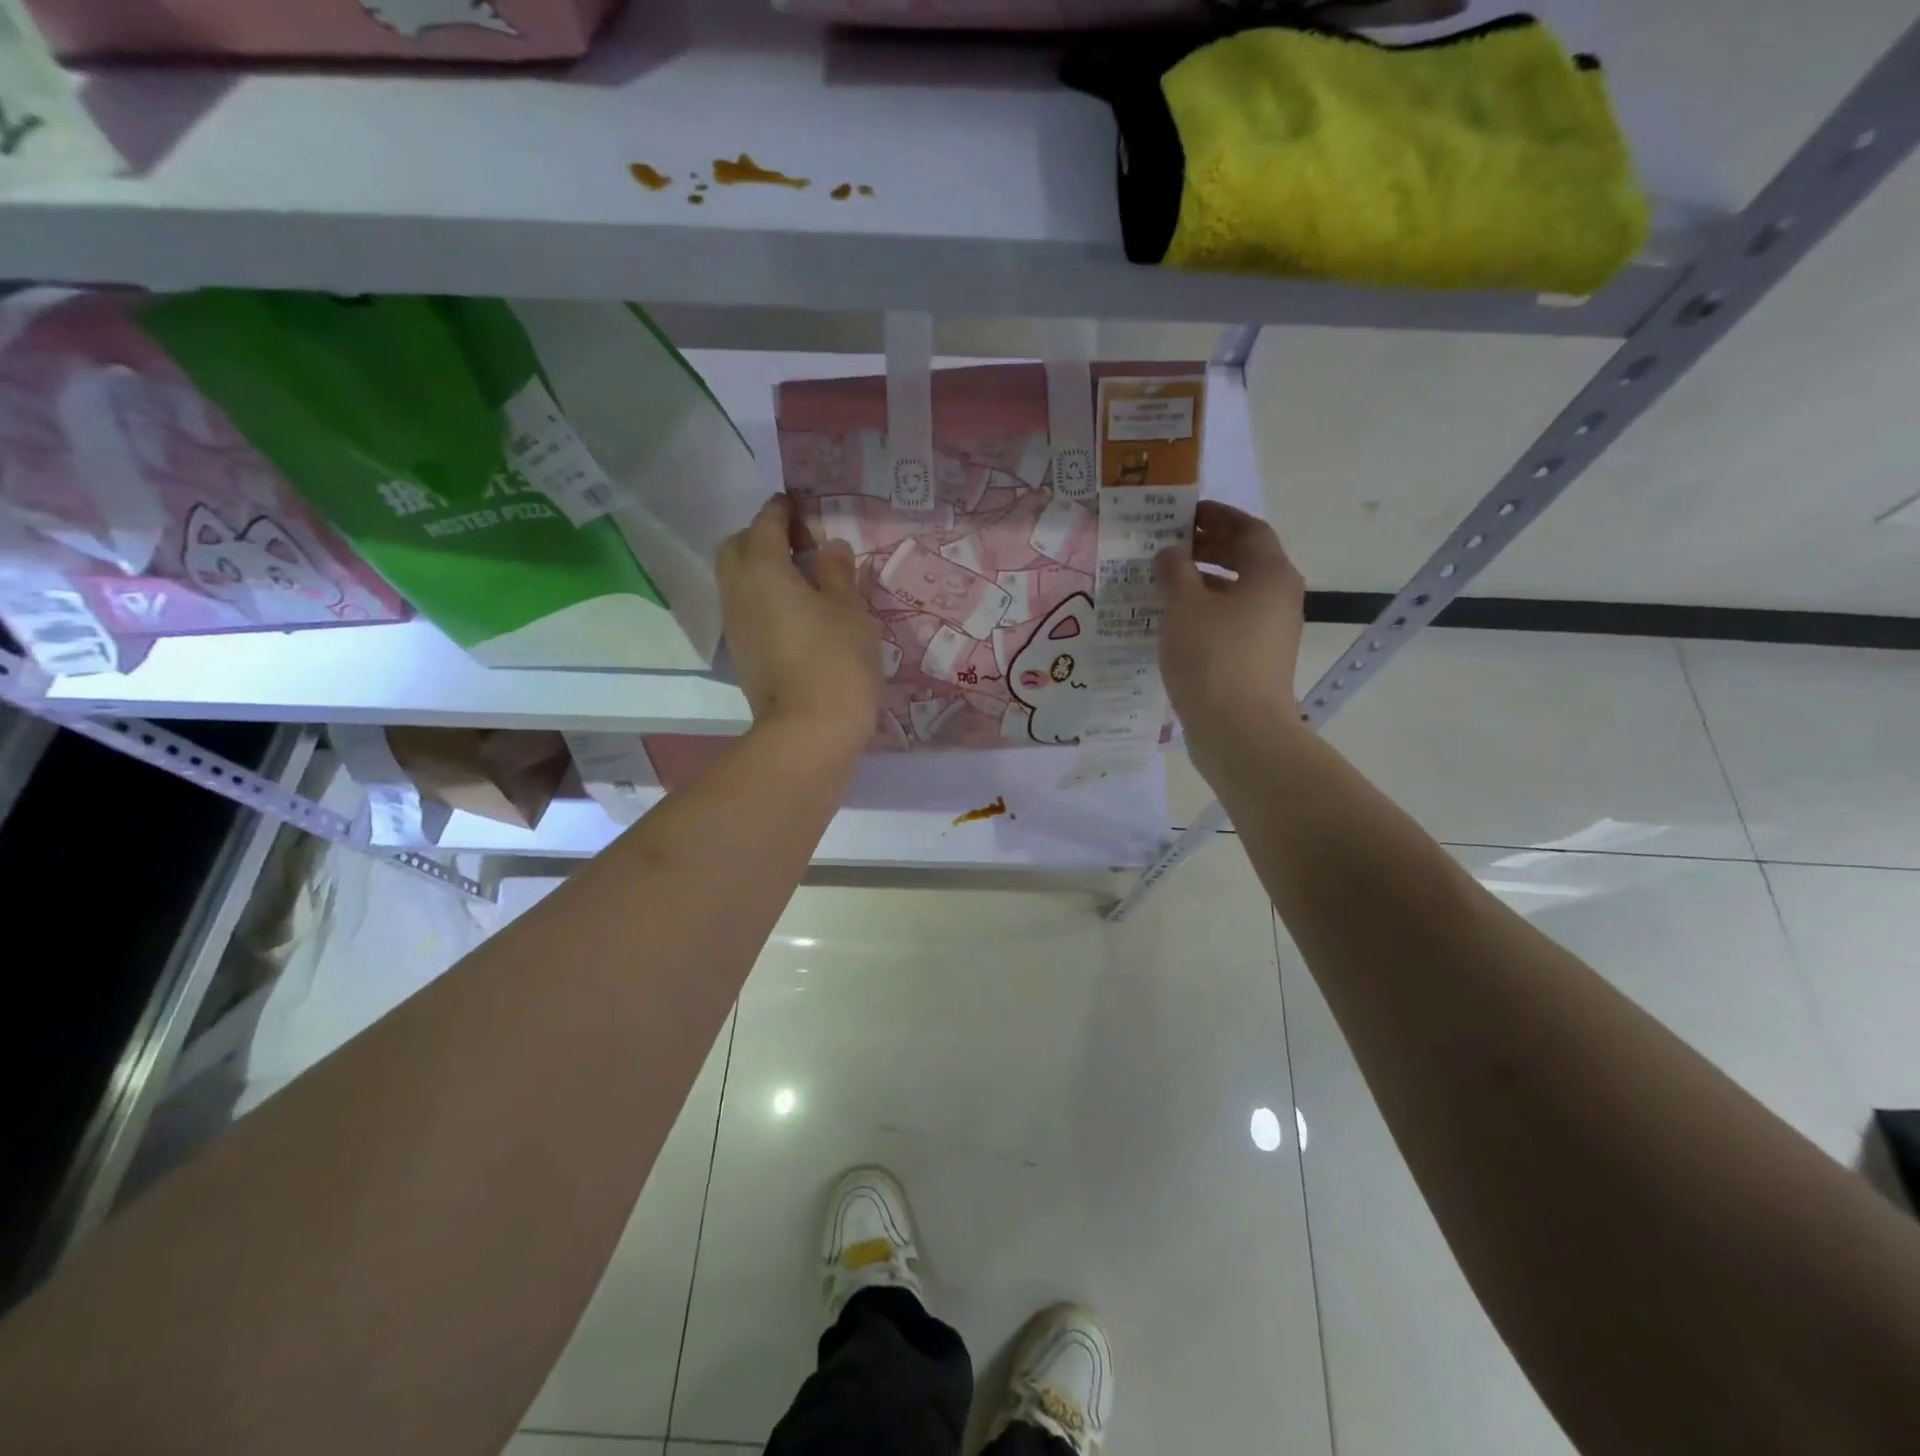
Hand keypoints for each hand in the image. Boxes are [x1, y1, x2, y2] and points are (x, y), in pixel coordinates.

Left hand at [717, 496, 881, 754]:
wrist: (808, 732)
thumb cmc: (835, 661)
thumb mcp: (850, 610)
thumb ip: (837, 572)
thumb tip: (829, 546)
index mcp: (762, 569)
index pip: (765, 524)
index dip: (781, 510)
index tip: (799, 504)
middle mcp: (738, 591)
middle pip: (736, 548)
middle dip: (760, 536)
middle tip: (797, 542)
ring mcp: (735, 625)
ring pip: (736, 580)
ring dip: (759, 568)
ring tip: (799, 576)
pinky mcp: (742, 654)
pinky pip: (745, 608)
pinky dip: (762, 596)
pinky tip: (793, 610)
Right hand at [1156, 501, 1305, 744]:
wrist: (1239, 731)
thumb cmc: (1212, 658)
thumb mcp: (1183, 606)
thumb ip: (1174, 571)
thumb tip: (1170, 554)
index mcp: (1270, 574)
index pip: (1248, 528)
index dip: (1217, 516)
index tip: (1184, 513)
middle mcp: (1279, 598)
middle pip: (1245, 559)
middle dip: (1207, 548)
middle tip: (1168, 547)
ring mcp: (1271, 631)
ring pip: (1236, 593)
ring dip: (1202, 582)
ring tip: (1163, 584)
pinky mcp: (1257, 659)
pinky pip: (1231, 621)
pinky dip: (1206, 612)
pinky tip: (1174, 623)